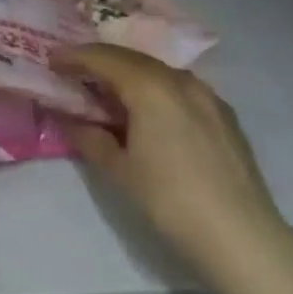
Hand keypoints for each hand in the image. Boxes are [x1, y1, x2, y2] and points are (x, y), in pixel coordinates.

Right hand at [56, 44, 292, 288]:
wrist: (241, 236)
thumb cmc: (169, 200)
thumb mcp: (119, 170)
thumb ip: (89, 137)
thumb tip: (69, 119)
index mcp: (150, 87)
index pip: (103, 58)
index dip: (74, 56)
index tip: (51, 60)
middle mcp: (180, 80)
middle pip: (131, 59)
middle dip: (100, 62)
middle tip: (74, 72)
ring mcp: (208, 96)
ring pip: (159, 72)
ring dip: (129, 75)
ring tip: (107, 91)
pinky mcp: (224, 115)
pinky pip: (180, 89)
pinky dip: (155, 89)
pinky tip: (148, 111)